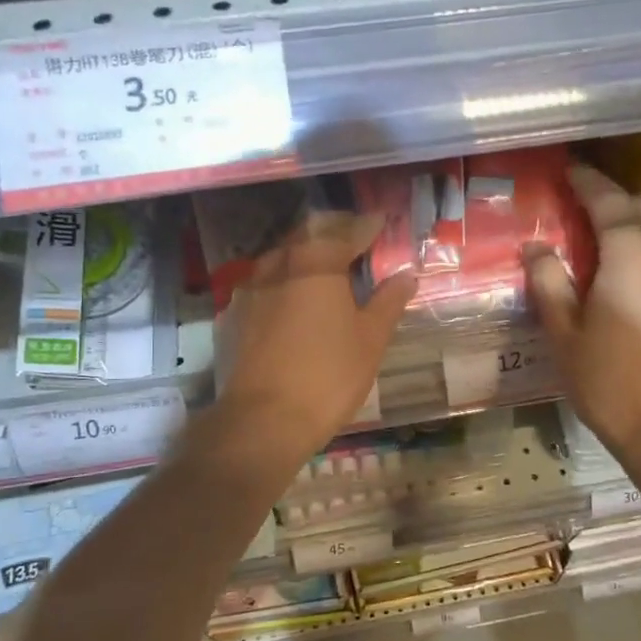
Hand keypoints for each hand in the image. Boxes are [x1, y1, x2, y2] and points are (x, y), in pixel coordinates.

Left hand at [214, 212, 416, 464]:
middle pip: (308, 236)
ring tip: (324, 267)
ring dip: (304, 255)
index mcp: (316, 262)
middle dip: (333, 234)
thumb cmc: (328, 375)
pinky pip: (263, 284)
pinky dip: (282, 281)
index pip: (346, 232)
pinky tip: (291, 298)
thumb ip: (388, 302)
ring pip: (281, 258)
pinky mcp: (234, 315)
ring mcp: (250, 289)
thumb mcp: (370, 339)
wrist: (263, 419)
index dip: (366, 226)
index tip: (381, 222)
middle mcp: (279, 264)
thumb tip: (406, 275)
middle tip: (354, 240)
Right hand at [526, 165, 640, 459]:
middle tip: (585, 208)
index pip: (608, 201)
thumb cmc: (607, 380)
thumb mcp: (562, 332)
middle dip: (615, 199)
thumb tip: (536, 246)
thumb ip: (548, 281)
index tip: (569, 170)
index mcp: (629, 253)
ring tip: (619, 229)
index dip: (587, 182)